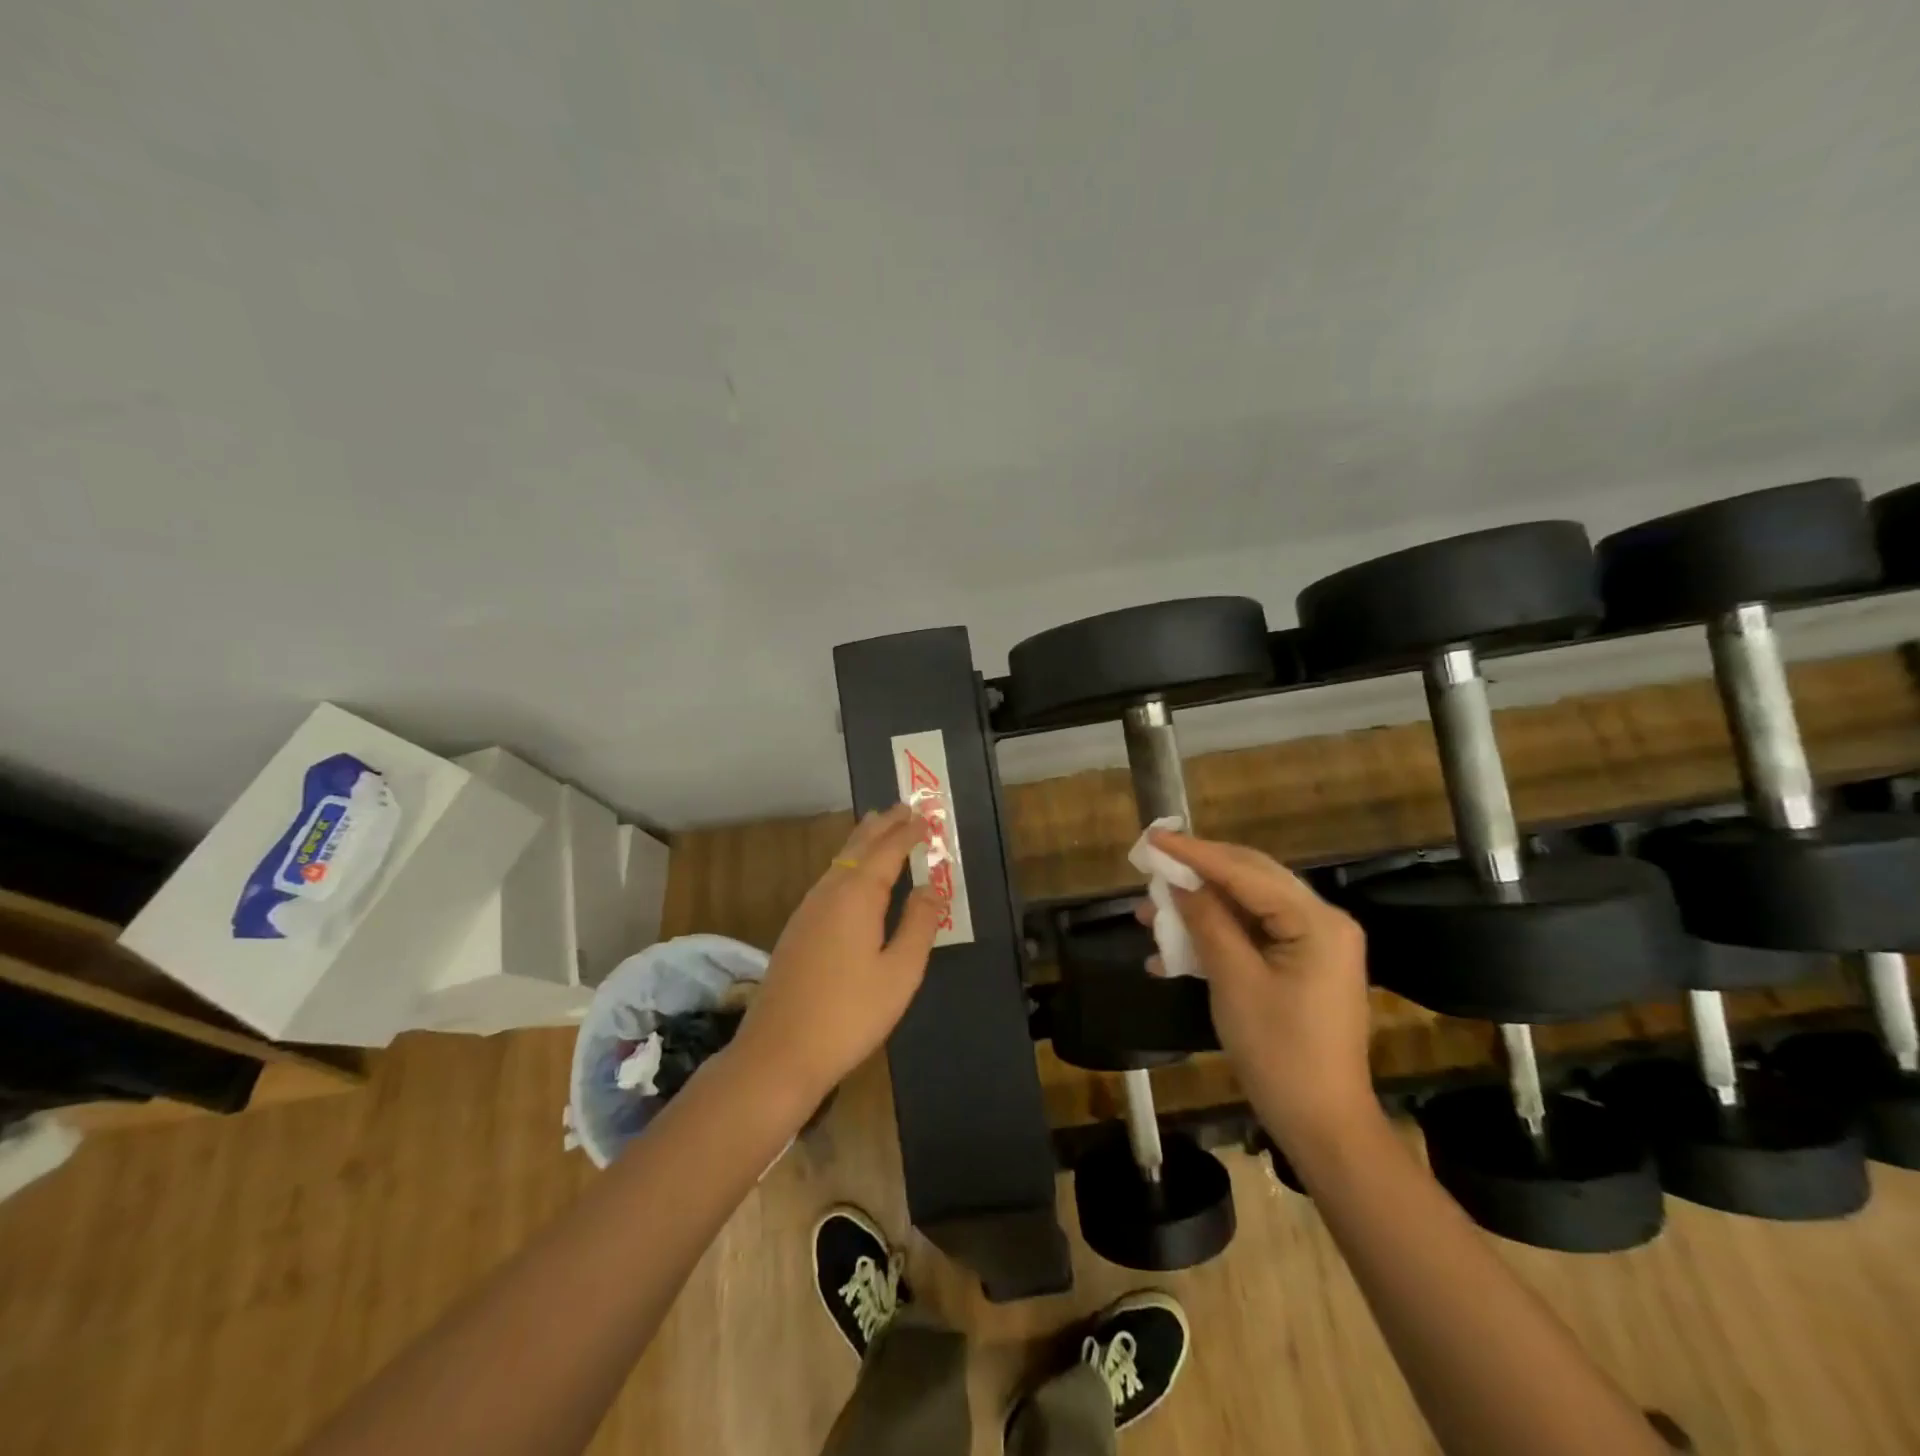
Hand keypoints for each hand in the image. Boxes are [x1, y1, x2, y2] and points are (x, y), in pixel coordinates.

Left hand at [731, 804, 944, 1105]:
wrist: (778, 1053)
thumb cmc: (849, 1014)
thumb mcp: (899, 973)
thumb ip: (918, 925)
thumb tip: (930, 887)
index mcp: (857, 897)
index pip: (887, 851)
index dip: (907, 832)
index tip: (925, 816)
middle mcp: (828, 893)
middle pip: (857, 848)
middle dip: (882, 826)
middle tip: (903, 807)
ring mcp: (807, 910)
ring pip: (838, 862)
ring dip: (862, 842)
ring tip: (880, 829)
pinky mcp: (797, 929)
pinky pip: (828, 880)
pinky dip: (847, 864)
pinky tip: (852, 877)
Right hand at [1145, 830, 1376, 1144]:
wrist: (1322, 1125)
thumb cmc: (1279, 1051)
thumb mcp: (1234, 980)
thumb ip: (1206, 921)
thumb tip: (1178, 882)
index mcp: (1316, 921)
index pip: (1246, 871)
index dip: (1195, 853)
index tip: (1153, 837)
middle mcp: (1322, 922)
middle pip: (1250, 880)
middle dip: (1197, 874)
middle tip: (1152, 864)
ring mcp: (1314, 945)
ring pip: (1247, 908)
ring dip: (1200, 908)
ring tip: (1151, 913)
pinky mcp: (1302, 966)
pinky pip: (1253, 936)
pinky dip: (1215, 937)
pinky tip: (1174, 952)